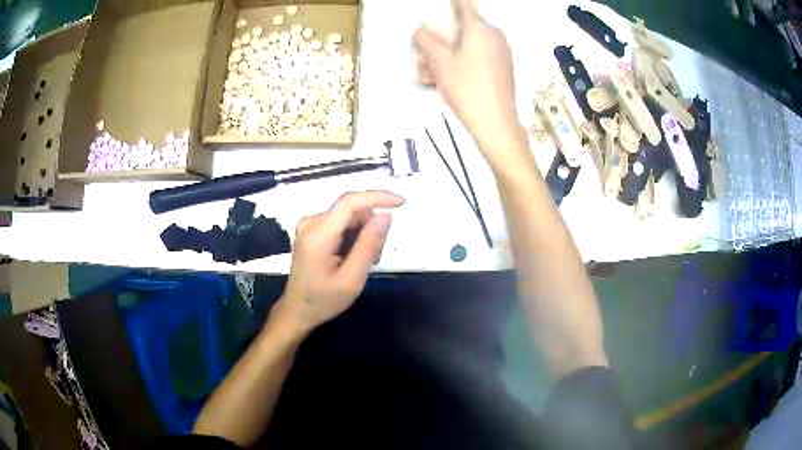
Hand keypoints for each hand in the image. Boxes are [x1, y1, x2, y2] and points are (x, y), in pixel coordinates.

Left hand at [271, 191, 404, 334]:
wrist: (297, 310)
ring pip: (348, 215)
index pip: (350, 202)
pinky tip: (349, 256)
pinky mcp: (311, 228)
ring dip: (361, 233)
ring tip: (359, 261)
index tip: (401, 203)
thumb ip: (369, 245)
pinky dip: (352, 235)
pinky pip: (341, 221)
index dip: (378, 197)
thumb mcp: (352, 279)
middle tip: (375, 257)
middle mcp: (311, 222)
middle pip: (352, 210)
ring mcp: (309, 224)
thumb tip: (386, 215)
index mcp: (318, 236)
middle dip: (370, 227)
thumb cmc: (324, 300)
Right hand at [414, 0, 526, 164]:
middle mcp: (494, 34)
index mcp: (479, 27)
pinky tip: (449, 80)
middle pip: (464, 26)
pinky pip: (480, 55)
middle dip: (442, 37)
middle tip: (425, 58)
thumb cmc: (466, 88)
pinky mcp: (505, 65)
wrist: (496, 123)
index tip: (440, 7)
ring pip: (470, 42)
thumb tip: (419, 32)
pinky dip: (463, 61)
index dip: (451, 2)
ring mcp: (502, 50)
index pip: (464, 3)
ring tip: (431, 76)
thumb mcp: (439, 63)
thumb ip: (426, 42)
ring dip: (449, 53)